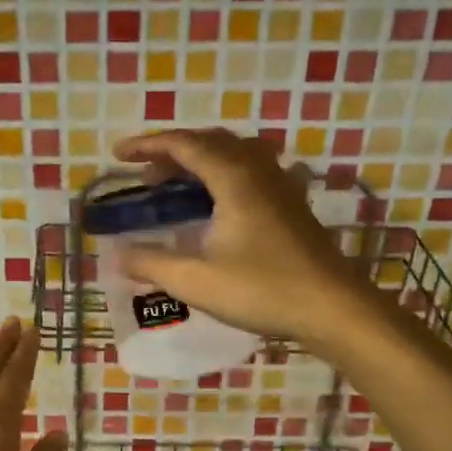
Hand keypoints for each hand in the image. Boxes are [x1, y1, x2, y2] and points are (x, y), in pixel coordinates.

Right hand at [111, 128, 376, 349]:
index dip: (148, 145)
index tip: (119, 154)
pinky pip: (254, 172)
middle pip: (211, 142)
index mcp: (233, 178)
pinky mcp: (293, 206)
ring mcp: (281, 187)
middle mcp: (258, 172)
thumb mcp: (195, 281)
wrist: (332, 308)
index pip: (184, 145)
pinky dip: (227, 174)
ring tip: (180, 183)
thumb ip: (152, 263)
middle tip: (146, 174)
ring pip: (236, 153)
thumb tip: (118, 255)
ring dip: (203, 159)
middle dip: (173, 151)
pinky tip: (223, 201)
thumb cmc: (261, 290)